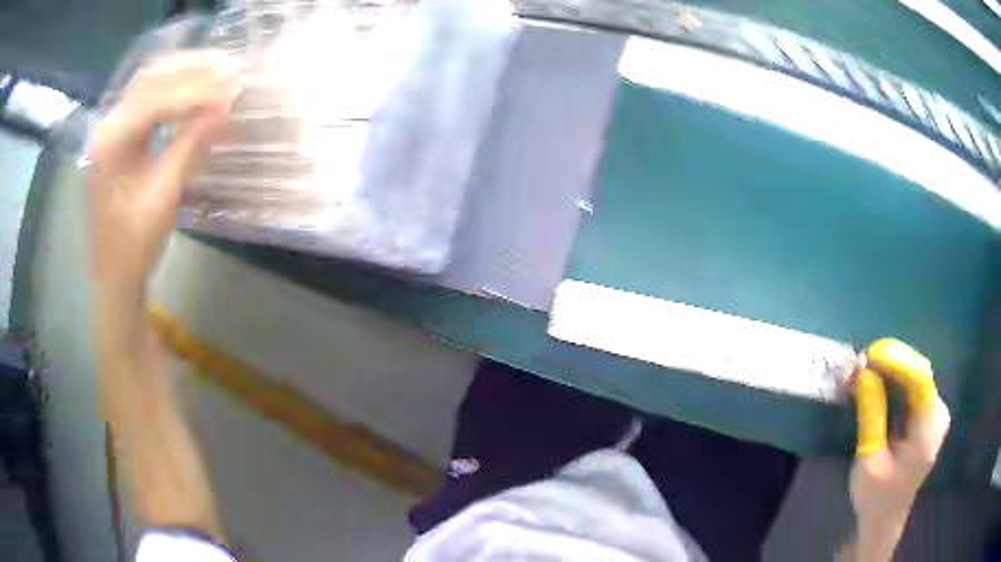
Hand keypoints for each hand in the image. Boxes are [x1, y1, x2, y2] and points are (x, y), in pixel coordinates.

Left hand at [88, 50, 241, 339]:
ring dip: (186, 71)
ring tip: (221, 71)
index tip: (232, 91)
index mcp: (111, 142)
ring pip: (152, 81)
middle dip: (192, 67)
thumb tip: (227, 109)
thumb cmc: (133, 244)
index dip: (196, 91)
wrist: (114, 271)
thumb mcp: (163, 198)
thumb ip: (191, 147)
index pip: (156, 99)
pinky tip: (198, 89)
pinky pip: (151, 96)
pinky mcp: (122, 133)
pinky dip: (177, 87)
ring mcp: (114, 126)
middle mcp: (109, 124)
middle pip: (152, 76)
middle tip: (230, 68)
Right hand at [846, 338, 950, 560]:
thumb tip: (863, 372)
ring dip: (891, 370)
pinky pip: (914, 387)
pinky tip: (878, 382)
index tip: (869, 354)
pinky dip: (895, 381)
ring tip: (864, 371)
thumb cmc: (875, 497)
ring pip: (916, 377)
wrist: (884, 520)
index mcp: (928, 431)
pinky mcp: (929, 414)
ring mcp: (936, 412)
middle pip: (919, 374)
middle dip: (891, 363)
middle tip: (861, 362)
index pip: (920, 380)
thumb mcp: (869, 460)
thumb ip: (871, 415)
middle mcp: (938, 414)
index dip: (897, 360)